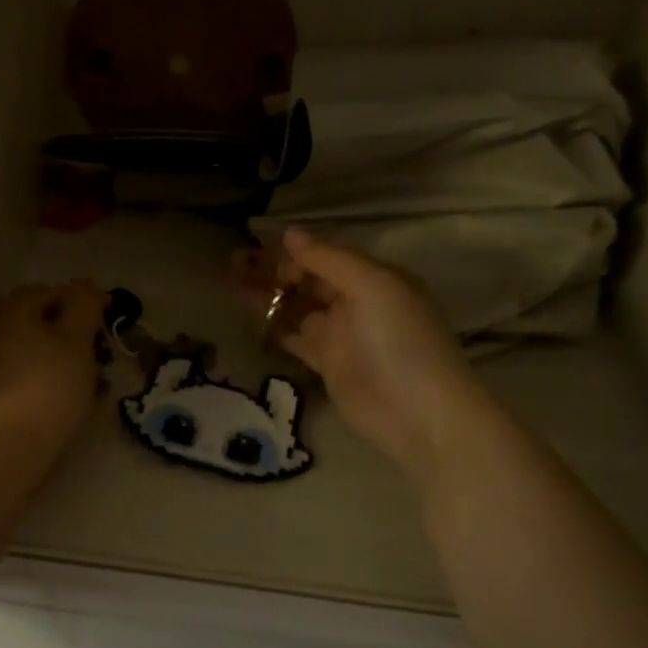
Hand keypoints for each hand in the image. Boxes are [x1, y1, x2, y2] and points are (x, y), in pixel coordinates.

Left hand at [0, 281, 107, 457]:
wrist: (6, 450)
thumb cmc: (47, 386)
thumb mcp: (76, 339)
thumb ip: (84, 305)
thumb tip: (86, 286)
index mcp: (7, 308)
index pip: (55, 292)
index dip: (88, 302)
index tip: (114, 318)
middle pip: (41, 321)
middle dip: (74, 333)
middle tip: (102, 352)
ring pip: (34, 350)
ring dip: (63, 359)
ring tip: (92, 381)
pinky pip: (24, 375)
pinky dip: (47, 379)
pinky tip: (68, 398)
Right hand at [246, 230, 483, 471]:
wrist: (417, 413)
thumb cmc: (400, 340)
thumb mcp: (372, 286)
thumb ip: (329, 259)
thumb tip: (290, 233)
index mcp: (374, 278)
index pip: (326, 256)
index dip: (293, 252)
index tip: (258, 249)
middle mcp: (356, 302)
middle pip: (308, 280)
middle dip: (273, 270)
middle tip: (233, 262)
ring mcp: (340, 335)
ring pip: (296, 307)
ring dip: (267, 295)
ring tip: (230, 283)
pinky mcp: (326, 364)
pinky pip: (294, 337)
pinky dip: (274, 326)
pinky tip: (249, 317)